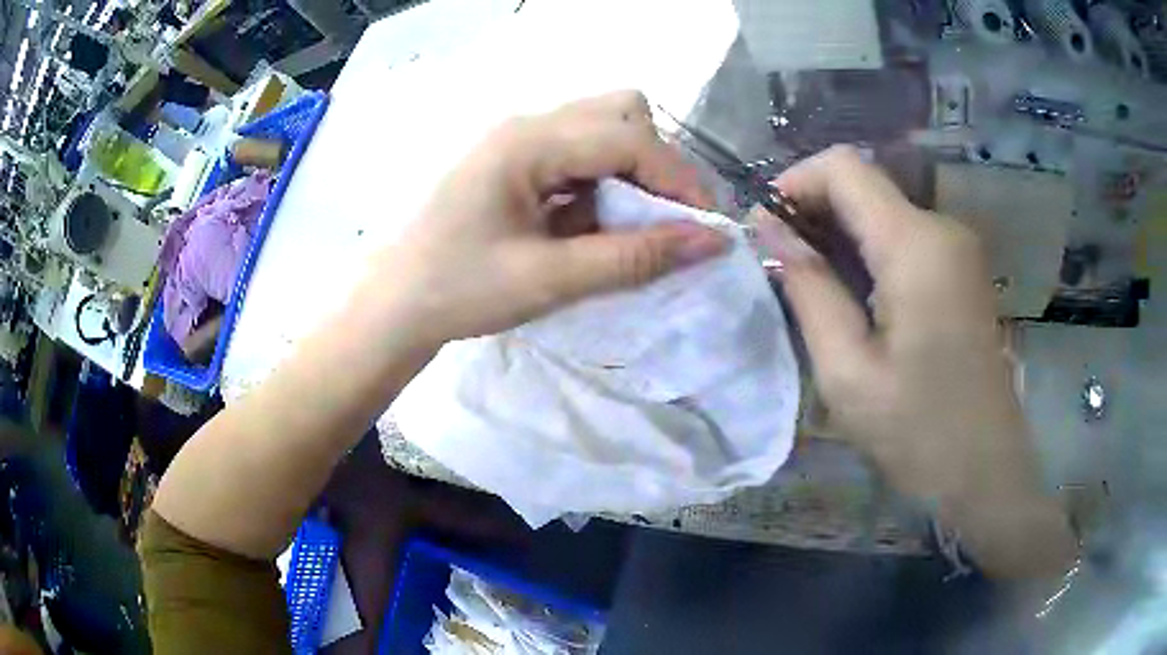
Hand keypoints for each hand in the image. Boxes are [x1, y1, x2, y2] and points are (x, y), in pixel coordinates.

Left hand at [382, 91, 727, 344]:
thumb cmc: (460, 291)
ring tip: (630, 227)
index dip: (678, 179)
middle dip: (658, 164)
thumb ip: (635, 257)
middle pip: (622, 113)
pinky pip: (582, 154)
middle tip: (666, 221)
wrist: (397, 306)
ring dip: (632, 173)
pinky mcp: (519, 162)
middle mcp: (528, 125)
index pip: (628, 137)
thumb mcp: (551, 279)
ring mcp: (522, 141)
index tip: (708, 227)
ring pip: (605, 129)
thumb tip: (712, 242)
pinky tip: (593, 225)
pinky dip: (605, 184)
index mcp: (528, 142)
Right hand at [755, 146, 1073, 576]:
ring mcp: (958, 248)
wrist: (986, 469)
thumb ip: (808, 290)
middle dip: (814, 212)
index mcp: (916, 244)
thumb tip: (770, 231)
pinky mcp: (962, 270)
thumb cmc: (918, 432)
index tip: (764, 228)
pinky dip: (868, 253)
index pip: (844, 166)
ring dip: (839, 237)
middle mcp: (942, 228)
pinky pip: (904, 238)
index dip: (795, 181)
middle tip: (780, 267)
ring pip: (882, 212)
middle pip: (864, 185)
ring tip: (812, 290)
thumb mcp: (848, 371)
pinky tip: (855, 300)